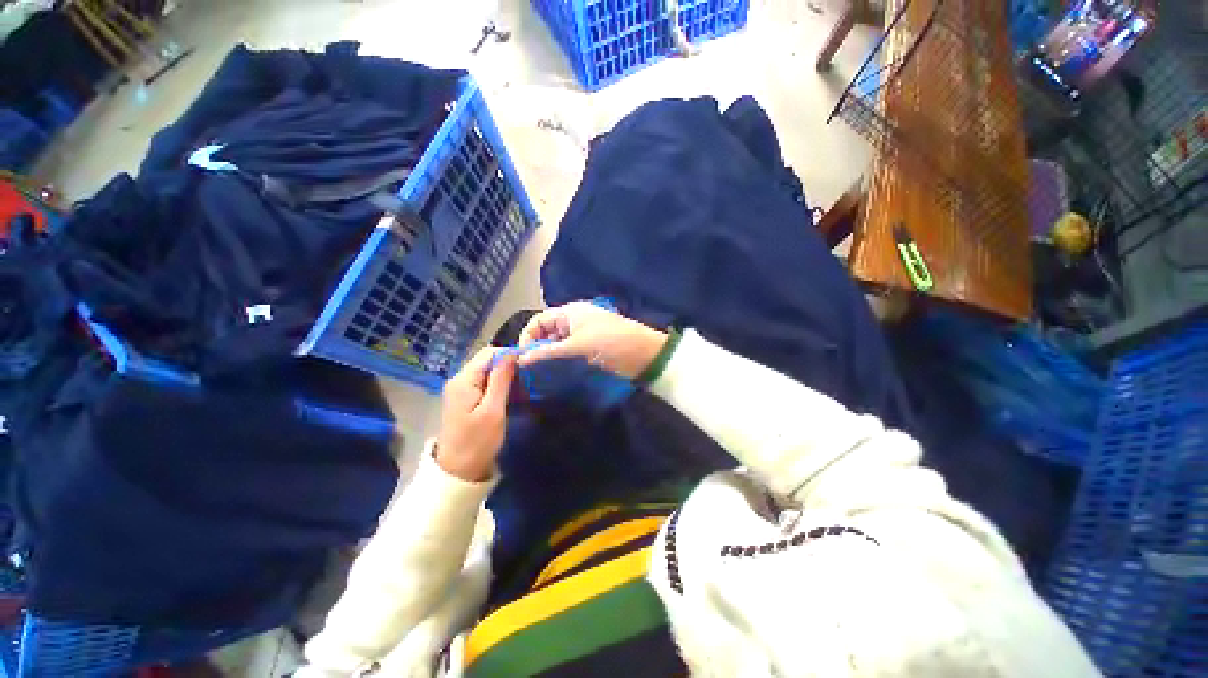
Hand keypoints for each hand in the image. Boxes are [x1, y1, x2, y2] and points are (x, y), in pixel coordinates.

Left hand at [436, 347, 515, 481]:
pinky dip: (498, 386)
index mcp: (464, 380)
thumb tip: (511, 353)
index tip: (528, 366)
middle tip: (526, 380)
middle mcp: (459, 380)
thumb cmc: (477, 442)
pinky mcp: (464, 400)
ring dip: (504, 377)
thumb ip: (501, 380)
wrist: (457, 473)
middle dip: (507, 366)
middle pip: (486, 361)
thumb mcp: (493, 410)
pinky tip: (509, 396)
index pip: (489, 353)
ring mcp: (460, 390)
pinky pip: (483, 383)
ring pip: (486, 372)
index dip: (509, 355)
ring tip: (521, 388)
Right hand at [518, 301, 667, 379]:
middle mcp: (572, 321)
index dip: (527, 336)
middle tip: (527, 370)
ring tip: (537, 375)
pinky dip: (559, 361)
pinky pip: (567, 353)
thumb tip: (521, 358)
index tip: (520, 357)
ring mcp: (581, 336)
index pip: (539, 320)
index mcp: (569, 312)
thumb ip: (548, 351)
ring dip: (547, 356)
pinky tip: (553, 374)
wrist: (643, 354)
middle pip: (546, 333)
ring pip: (556, 344)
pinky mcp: (588, 349)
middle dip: (535, 348)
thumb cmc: (610, 342)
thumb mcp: (578, 345)